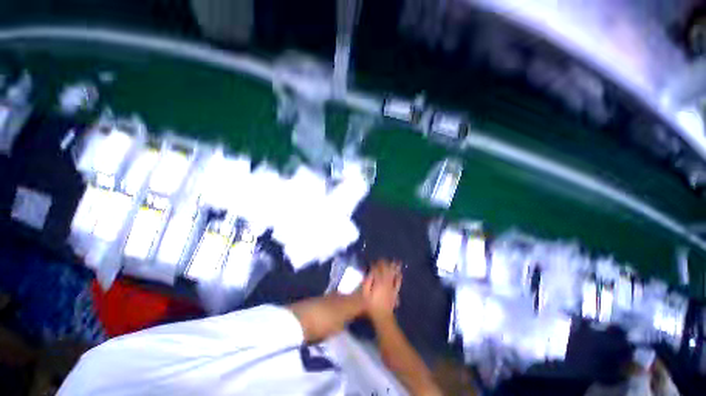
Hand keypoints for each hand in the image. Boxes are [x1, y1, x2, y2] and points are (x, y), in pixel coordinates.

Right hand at [358, 260, 402, 322]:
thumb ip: (367, 282)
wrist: (382, 316)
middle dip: (384, 263)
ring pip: (393, 274)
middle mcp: (386, 282)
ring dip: (393, 267)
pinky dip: (399, 277)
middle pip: (386, 270)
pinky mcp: (395, 291)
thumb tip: (370, 273)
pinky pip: (398, 282)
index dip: (374, 265)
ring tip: (394, 261)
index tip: (372, 262)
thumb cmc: (371, 305)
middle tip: (382, 259)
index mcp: (378, 282)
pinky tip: (400, 273)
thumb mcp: (365, 293)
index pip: (376, 270)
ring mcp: (392, 286)